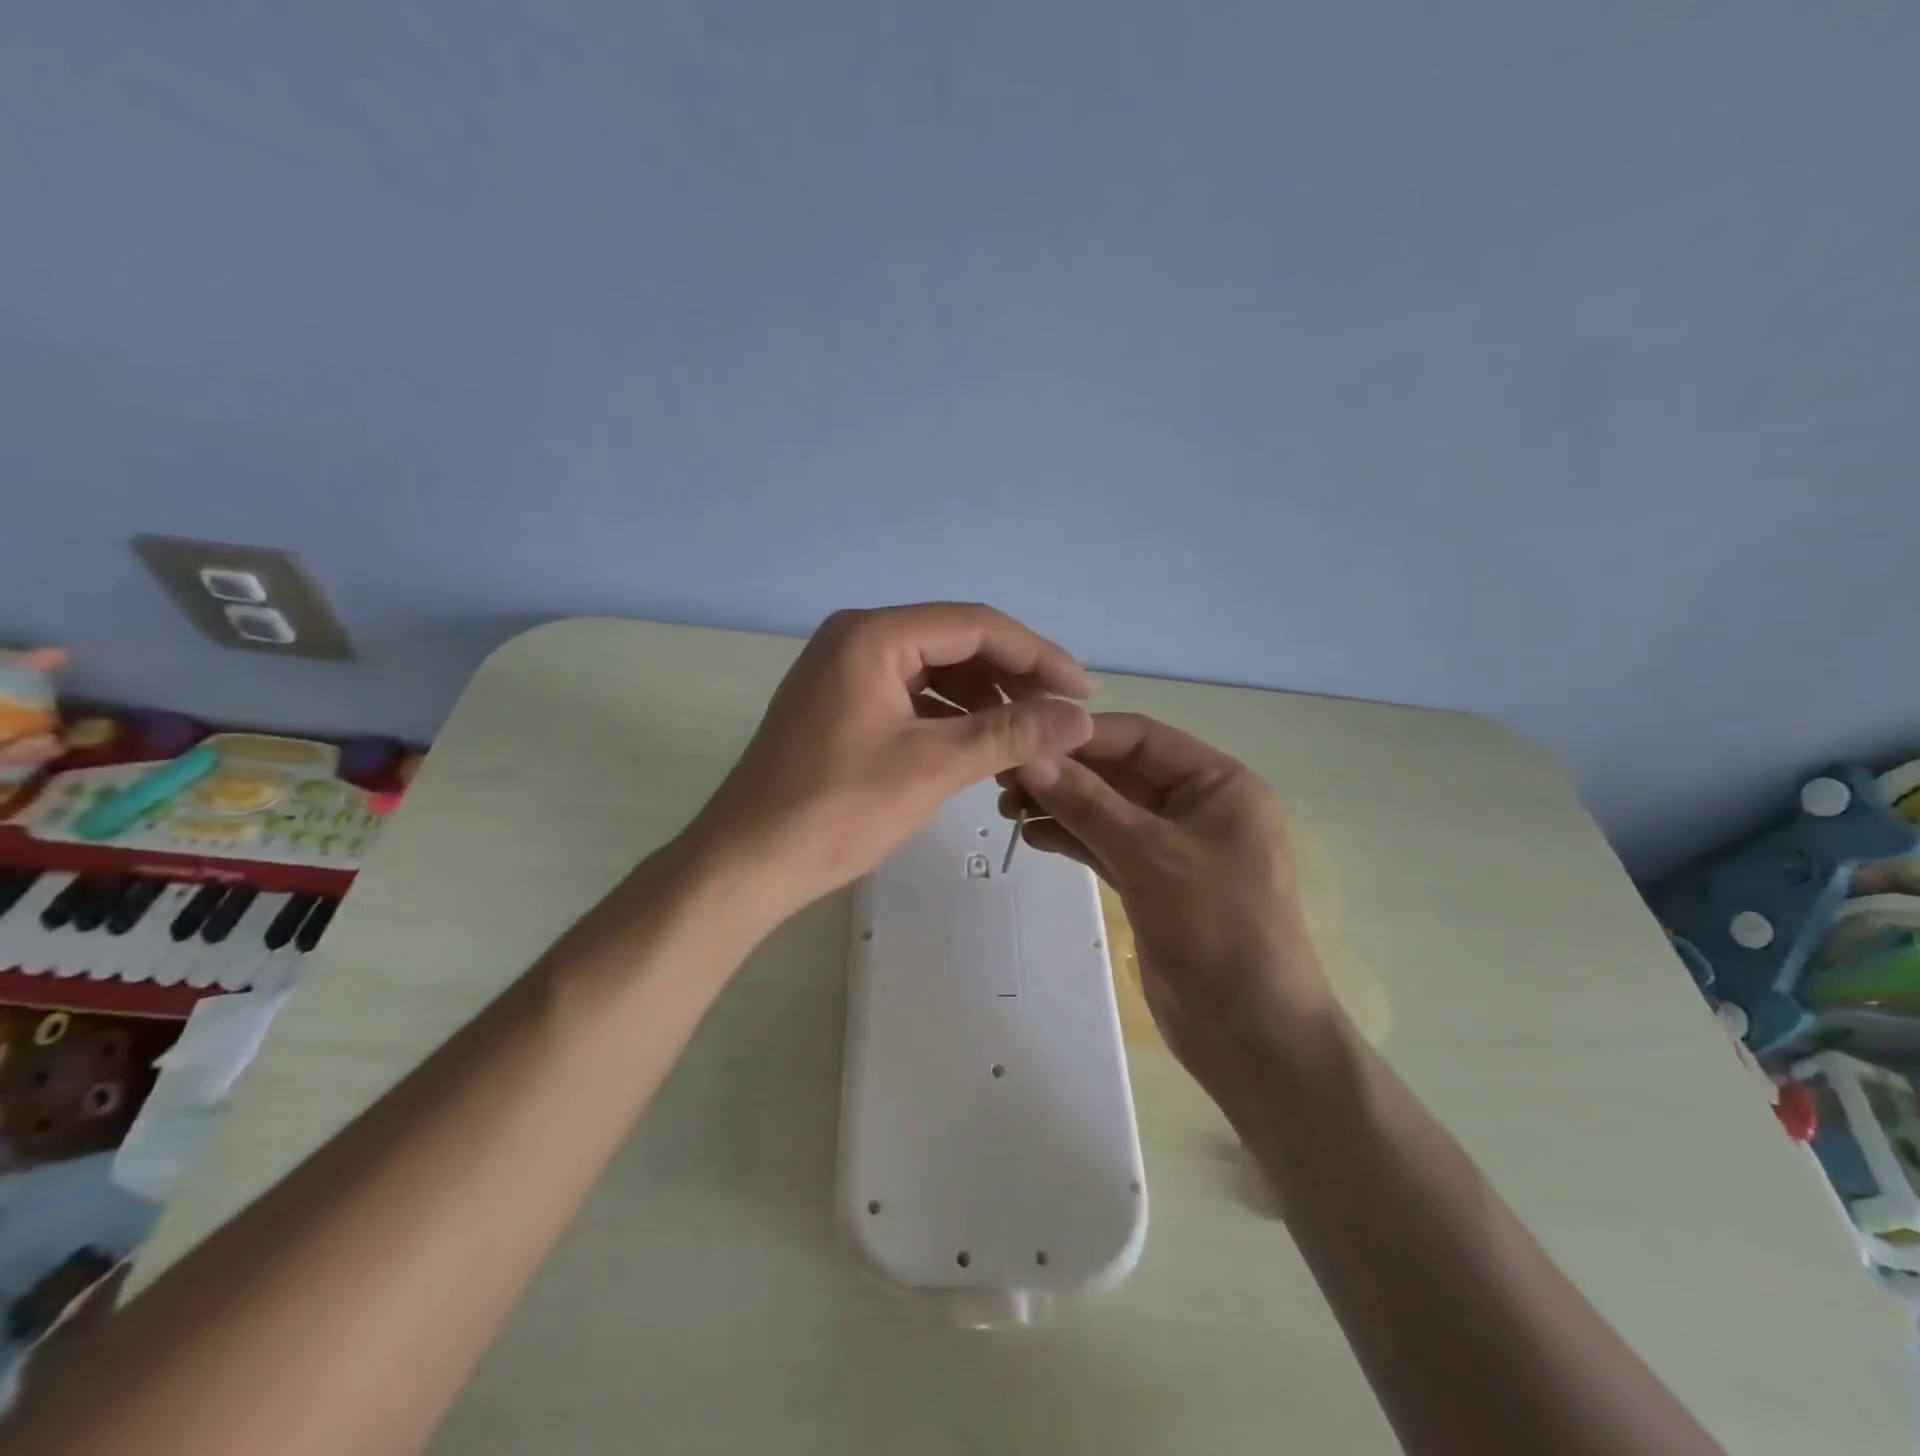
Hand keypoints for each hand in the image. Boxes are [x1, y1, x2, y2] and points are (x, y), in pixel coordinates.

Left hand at [686, 603, 1094, 921]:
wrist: (747, 862)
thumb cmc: (837, 809)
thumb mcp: (933, 767)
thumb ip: (1011, 734)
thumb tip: (1081, 719)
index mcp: (874, 635)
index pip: (976, 626)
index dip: (1038, 656)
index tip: (1084, 692)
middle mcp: (857, 638)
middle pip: (956, 643)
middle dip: (1013, 678)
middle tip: (1061, 717)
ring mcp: (845, 672)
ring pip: (935, 672)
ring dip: (985, 700)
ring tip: (1030, 735)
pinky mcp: (842, 705)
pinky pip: (912, 697)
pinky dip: (951, 717)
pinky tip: (982, 744)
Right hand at [1000, 713, 1335, 1106]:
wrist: (1251, 1034)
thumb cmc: (1217, 927)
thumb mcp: (1150, 855)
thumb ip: (1087, 803)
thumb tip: (1029, 757)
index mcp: (1219, 783)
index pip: (1142, 738)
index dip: (1082, 735)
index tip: (1024, 736)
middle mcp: (1198, 805)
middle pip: (1121, 773)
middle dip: (1065, 773)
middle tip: (1002, 777)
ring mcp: (1174, 846)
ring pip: (1108, 810)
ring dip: (1061, 805)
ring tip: (1006, 808)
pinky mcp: (1154, 882)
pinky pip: (1106, 846)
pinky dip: (1072, 838)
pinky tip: (1032, 835)